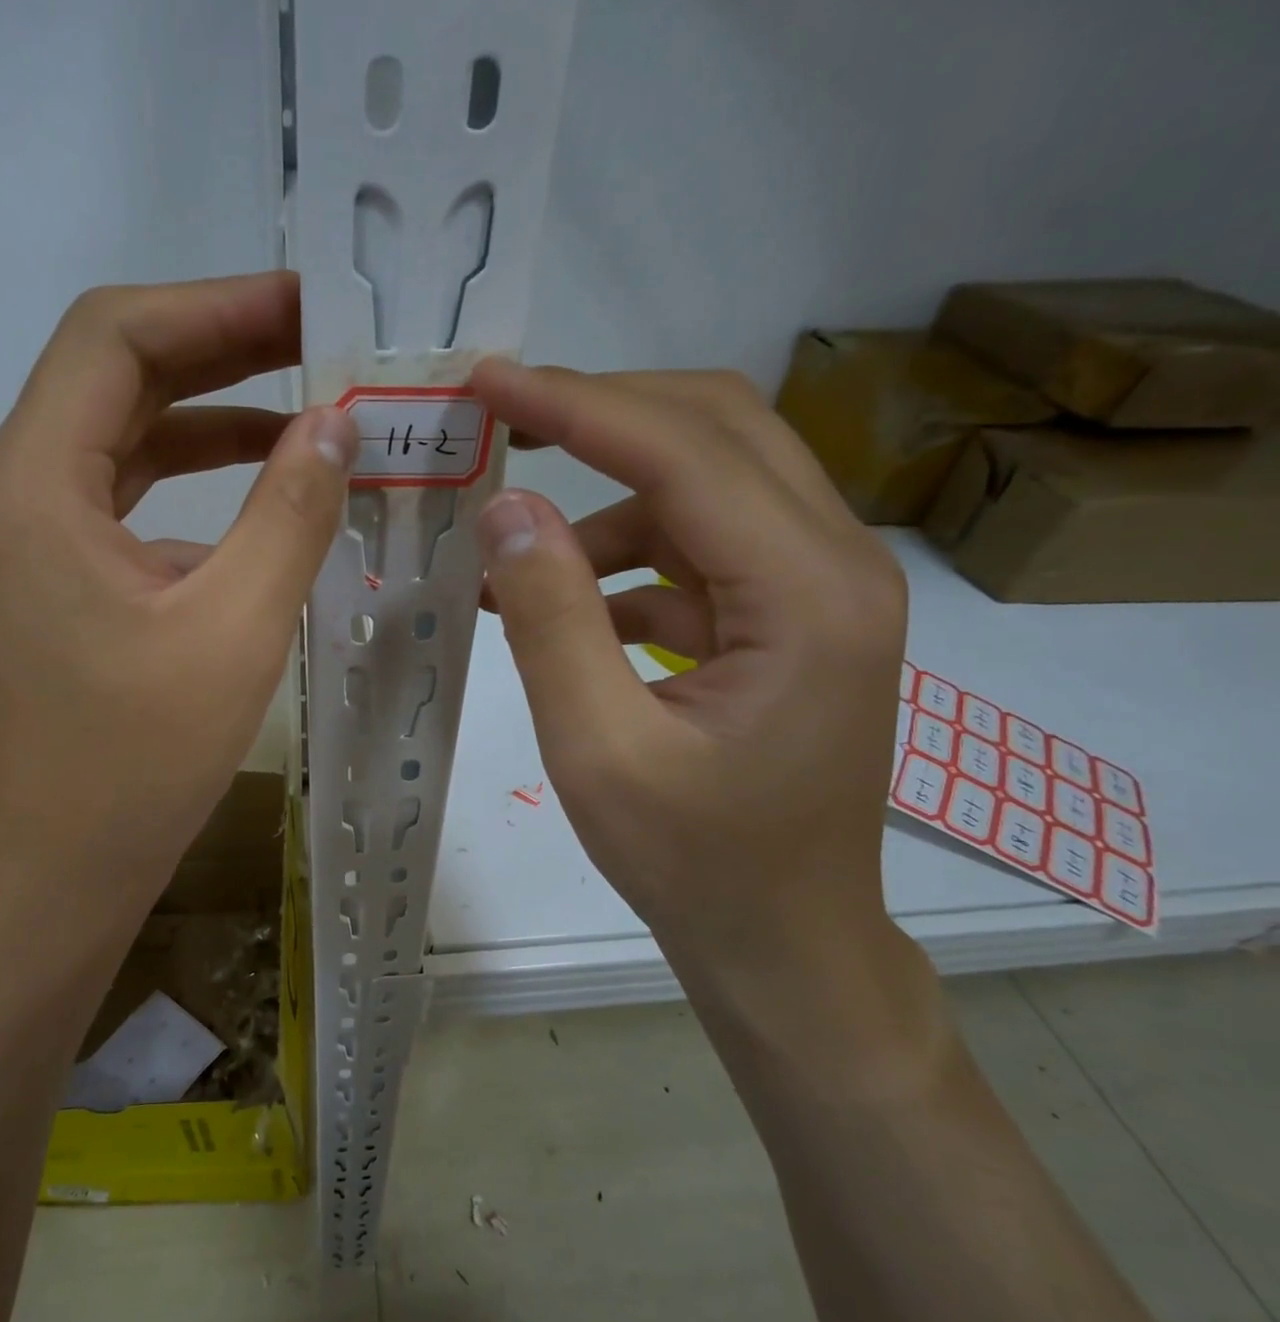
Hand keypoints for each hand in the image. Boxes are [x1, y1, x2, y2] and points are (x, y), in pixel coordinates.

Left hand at [0, 272, 355, 962]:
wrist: (60, 869)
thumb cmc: (138, 762)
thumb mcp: (234, 629)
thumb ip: (290, 512)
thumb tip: (336, 423)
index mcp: (34, 486)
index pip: (114, 336)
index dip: (215, 304)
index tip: (309, 302)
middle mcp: (15, 494)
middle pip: (116, 377)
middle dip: (221, 350)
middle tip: (324, 341)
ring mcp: (30, 542)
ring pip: (124, 441)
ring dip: (212, 417)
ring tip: (309, 409)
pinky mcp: (56, 584)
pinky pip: (126, 503)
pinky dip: (194, 487)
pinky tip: (263, 500)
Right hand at [470, 363, 907, 1001]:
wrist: (781, 940)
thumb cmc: (695, 864)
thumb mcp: (598, 751)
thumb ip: (550, 622)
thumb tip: (504, 509)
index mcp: (806, 595)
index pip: (685, 451)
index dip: (576, 405)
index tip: (487, 381)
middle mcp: (834, 565)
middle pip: (716, 432)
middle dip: (598, 414)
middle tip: (498, 420)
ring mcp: (814, 590)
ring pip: (705, 486)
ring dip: (601, 499)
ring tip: (507, 548)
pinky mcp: (784, 619)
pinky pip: (696, 551)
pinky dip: (620, 559)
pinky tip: (553, 605)